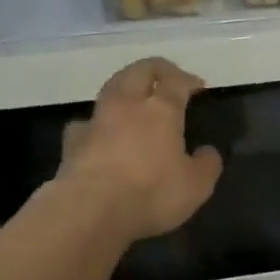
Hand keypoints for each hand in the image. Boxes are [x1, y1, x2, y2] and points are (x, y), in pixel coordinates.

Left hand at [56, 57, 222, 243]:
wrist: (89, 211)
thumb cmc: (151, 193)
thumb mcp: (196, 186)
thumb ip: (206, 165)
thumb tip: (208, 152)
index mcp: (161, 110)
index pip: (176, 80)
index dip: (188, 79)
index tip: (198, 86)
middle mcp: (127, 105)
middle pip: (139, 71)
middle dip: (155, 69)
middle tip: (167, 77)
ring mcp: (96, 120)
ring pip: (110, 88)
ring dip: (124, 87)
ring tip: (133, 99)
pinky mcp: (72, 142)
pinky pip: (87, 121)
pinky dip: (97, 122)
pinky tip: (100, 133)